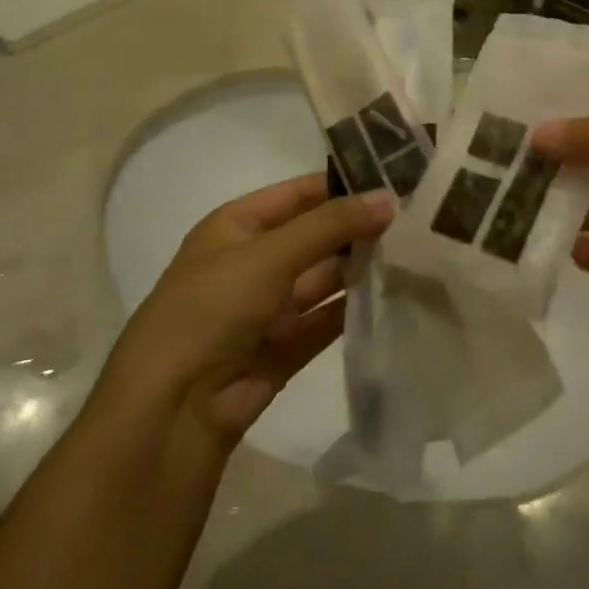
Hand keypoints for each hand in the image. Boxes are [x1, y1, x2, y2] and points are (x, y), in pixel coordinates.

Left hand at [93, 175, 392, 447]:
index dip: (343, 185)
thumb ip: (331, 226)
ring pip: (324, 279)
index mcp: (237, 227)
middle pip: (315, 236)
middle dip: (358, 228)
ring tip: (416, 253)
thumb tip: (388, 199)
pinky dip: (355, 309)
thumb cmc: (212, 309)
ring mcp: (268, 307)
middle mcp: (253, 262)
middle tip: (416, 218)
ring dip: (361, 268)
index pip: (299, 194)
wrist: (172, 409)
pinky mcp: (284, 348)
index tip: (397, 179)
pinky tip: (395, 296)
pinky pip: (327, 320)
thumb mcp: (270, 255)